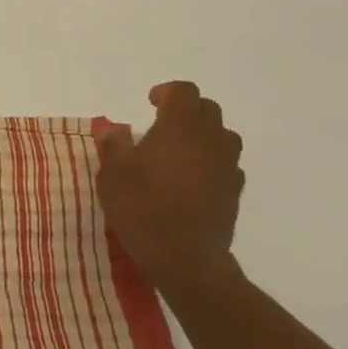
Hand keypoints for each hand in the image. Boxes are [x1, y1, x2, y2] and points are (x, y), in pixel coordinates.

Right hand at [96, 81, 244, 288]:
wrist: (184, 256)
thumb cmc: (142, 207)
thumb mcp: (112, 173)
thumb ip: (113, 145)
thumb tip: (113, 129)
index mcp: (180, 126)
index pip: (184, 91)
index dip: (167, 92)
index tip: (150, 103)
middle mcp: (210, 138)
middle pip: (207, 109)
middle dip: (186, 111)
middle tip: (161, 125)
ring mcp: (227, 165)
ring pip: (222, 135)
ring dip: (202, 135)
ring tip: (179, 151)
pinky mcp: (235, 190)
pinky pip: (226, 163)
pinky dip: (210, 162)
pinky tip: (191, 179)